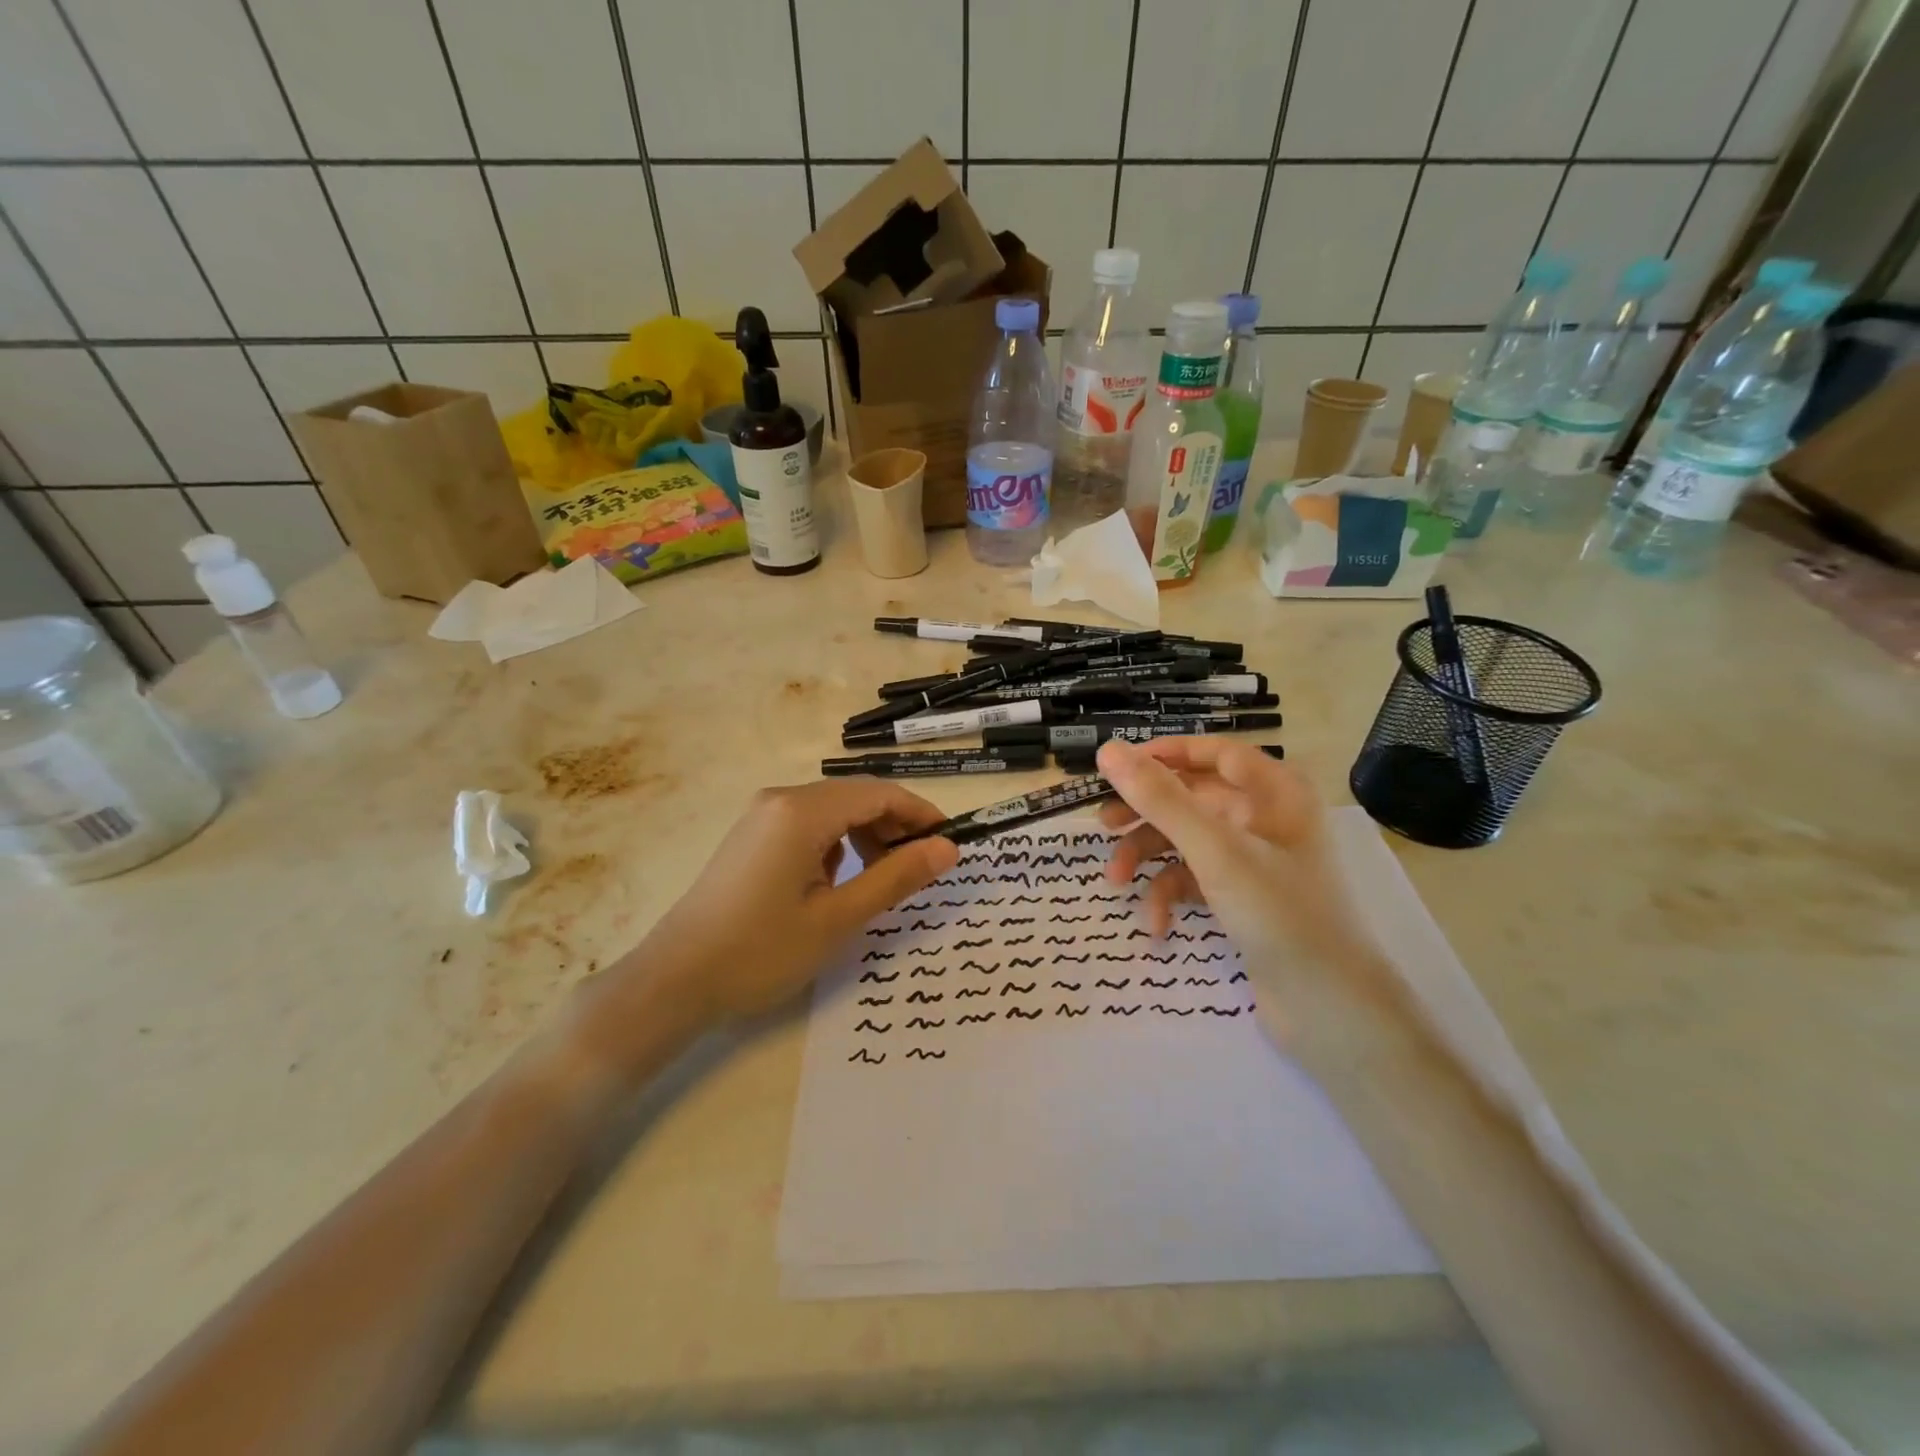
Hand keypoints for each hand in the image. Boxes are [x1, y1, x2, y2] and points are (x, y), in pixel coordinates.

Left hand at [630, 778, 958, 1021]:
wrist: (674, 981)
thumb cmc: (762, 951)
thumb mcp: (839, 918)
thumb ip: (897, 877)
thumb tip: (948, 848)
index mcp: (803, 811)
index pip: (880, 794)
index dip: (921, 814)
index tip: (951, 842)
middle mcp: (780, 800)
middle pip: (855, 797)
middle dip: (894, 826)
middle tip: (920, 868)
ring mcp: (760, 817)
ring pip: (832, 811)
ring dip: (865, 835)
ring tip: (881, 878)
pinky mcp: (750, 837)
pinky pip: (808, 826)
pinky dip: (835, 845)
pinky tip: (834, 883)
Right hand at [1094, 738, 1390, 1022]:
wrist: (1330, 1010)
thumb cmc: (1279, 914)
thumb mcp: (1214, 851)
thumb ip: (1160, 799)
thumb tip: (1108, 750)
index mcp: (1275, 793)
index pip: (1213, 753)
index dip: (1164, 755)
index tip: (1116, 768)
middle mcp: (1266, 819)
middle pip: (1192, 799)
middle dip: (1145, 815)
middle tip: (1102, 826)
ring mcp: (1255, 862)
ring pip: (1187, 841)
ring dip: (1148, 859)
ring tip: (1115, 883)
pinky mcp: (1244, 900)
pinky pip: (1195, 881)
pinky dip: (1170, 897)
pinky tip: (1156, 925)